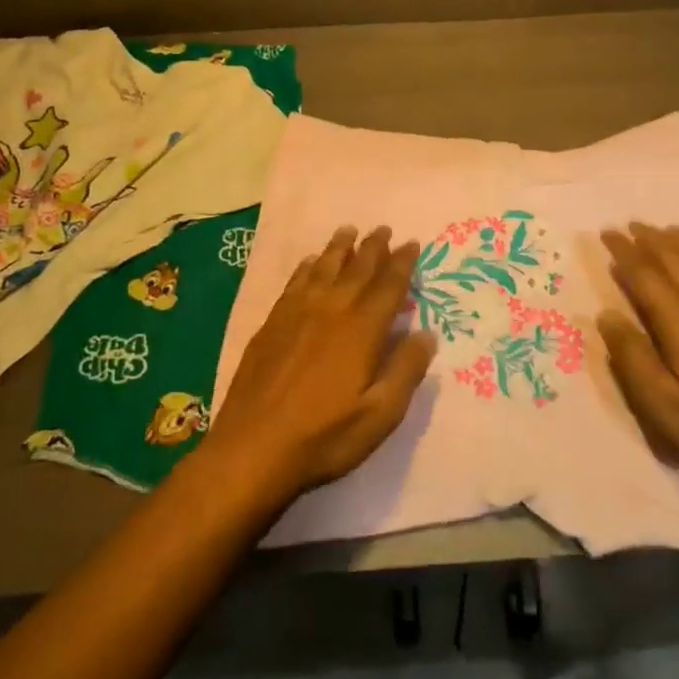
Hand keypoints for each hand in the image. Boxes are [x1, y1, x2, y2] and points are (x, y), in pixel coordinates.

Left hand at [207, 225, 436, 500]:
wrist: (252, 449)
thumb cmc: (324, 437)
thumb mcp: (380, 415)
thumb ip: (406, 370)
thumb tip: (426, 333)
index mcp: (362, 330)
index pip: (388, 286)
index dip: (402, 263)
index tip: (412, 243)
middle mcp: (331, 310)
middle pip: (357, 269)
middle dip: (373, 247)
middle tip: (384, 229)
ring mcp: (297, 314)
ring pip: (324, 269)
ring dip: (339, 248)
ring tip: (349, 230)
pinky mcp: (272, 324)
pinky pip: (295, 283)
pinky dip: (307, 268)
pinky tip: (311, 262)